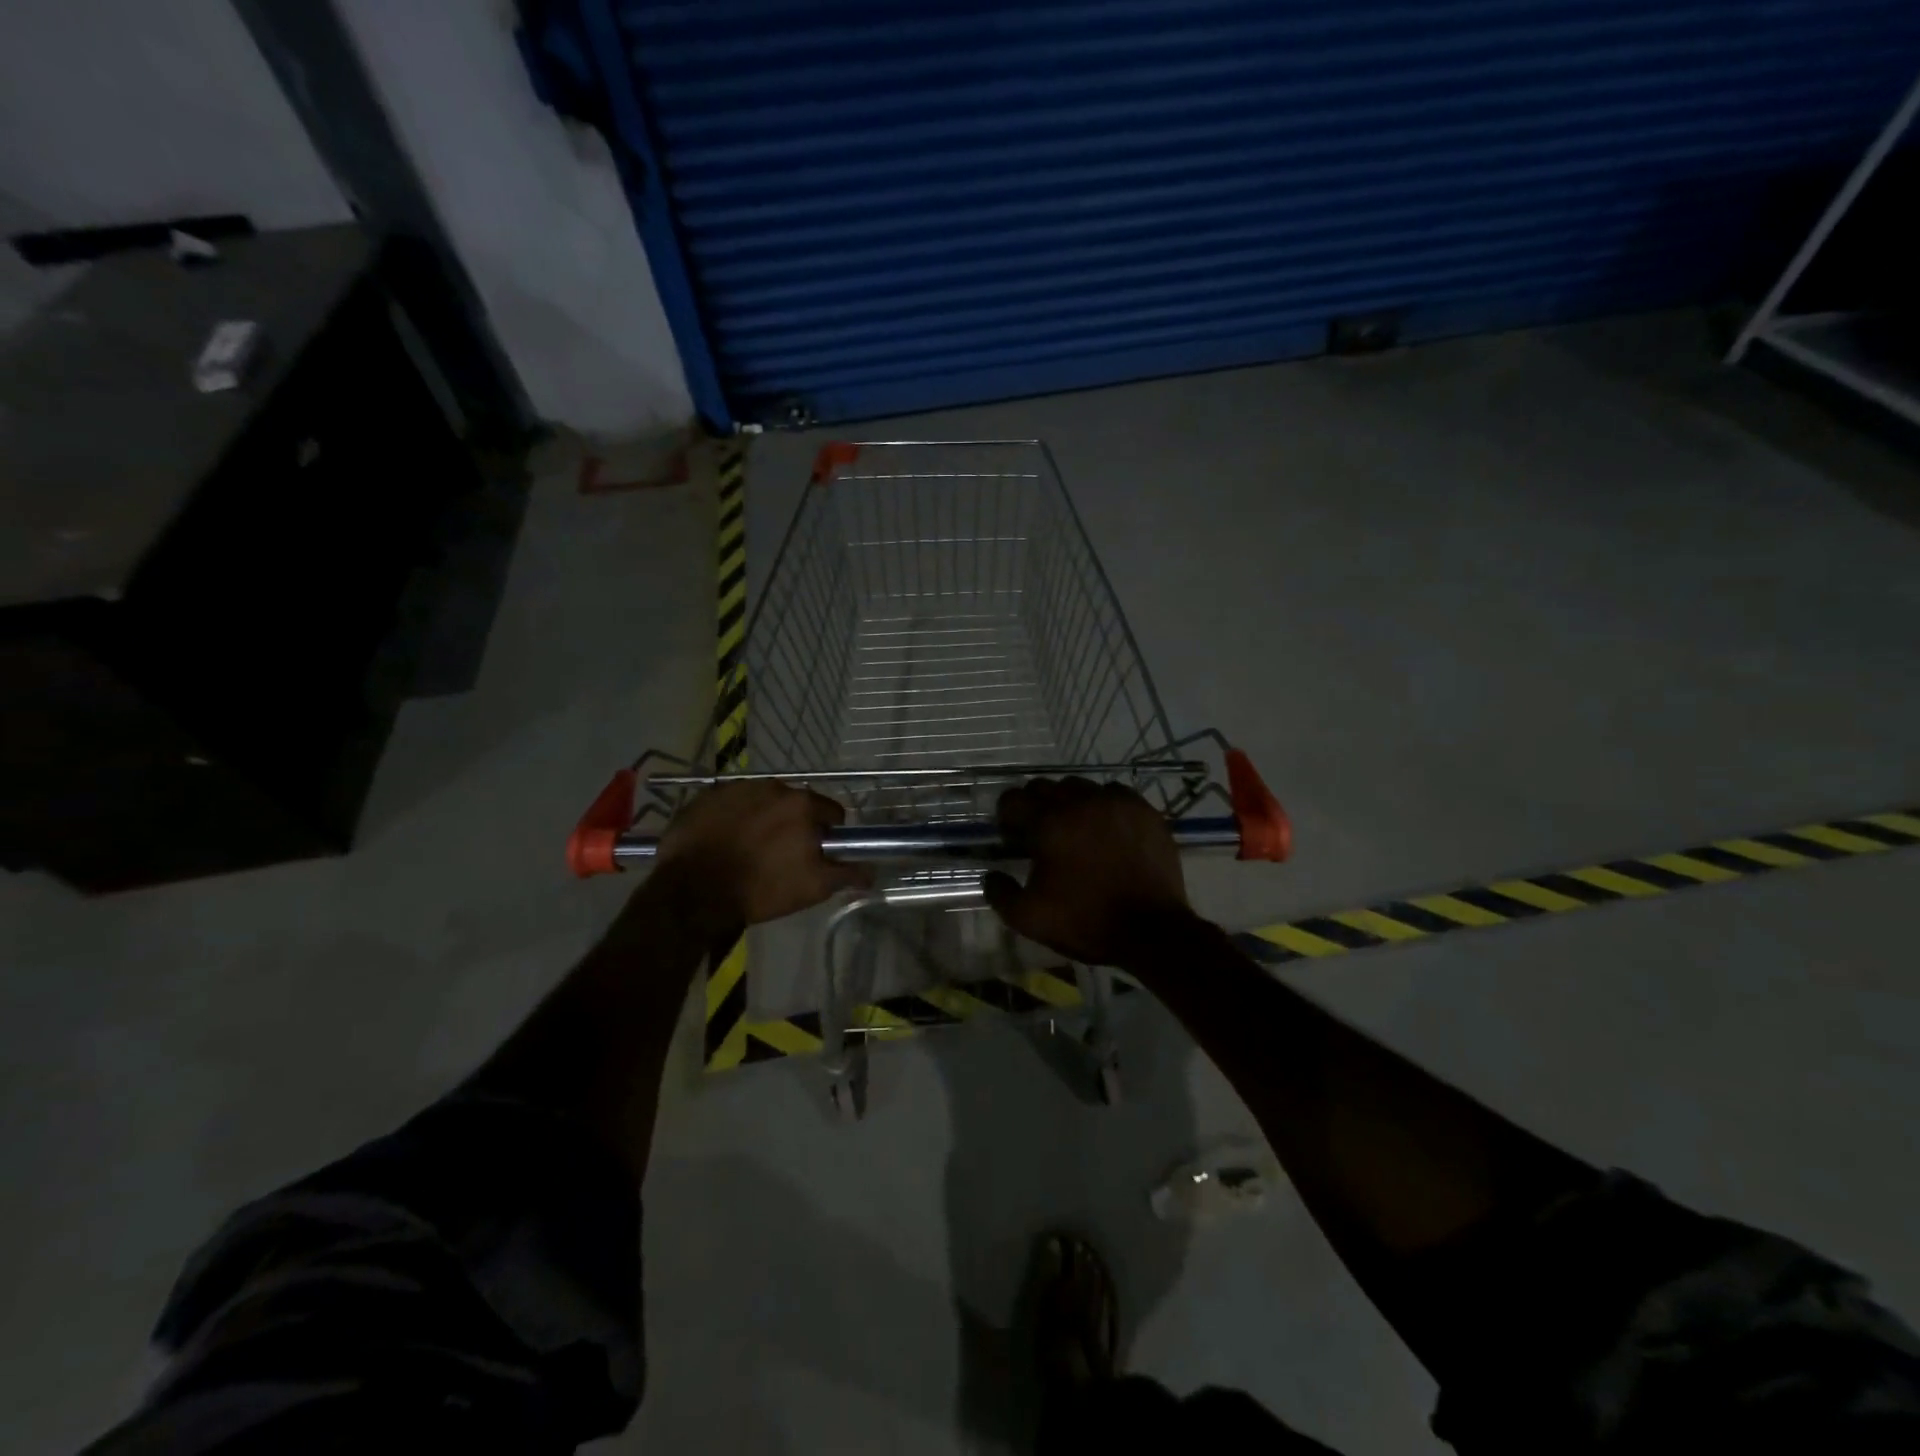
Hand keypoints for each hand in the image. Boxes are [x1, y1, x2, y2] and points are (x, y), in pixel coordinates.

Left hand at [653, 781, 872, 927]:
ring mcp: (738, 788)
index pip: (832, 813)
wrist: (692, 891)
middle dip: (795, 825)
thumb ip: (847, 874)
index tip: (815, 855)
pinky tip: (726, 840)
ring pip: (764, 802)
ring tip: (750, 848)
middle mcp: (774, 786)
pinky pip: (733, 803)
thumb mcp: (812, 888)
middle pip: (797, 805)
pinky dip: (735, 817)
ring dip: (765, 819)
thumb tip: (872, 871)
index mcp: (803, 805)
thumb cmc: (760, 889)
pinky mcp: (708, 795)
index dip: (827, 836)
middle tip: (782, 855)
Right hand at [982, 778, 1194, 966]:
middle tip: (1041, 834)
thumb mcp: (1029, 918)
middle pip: (1045, 787)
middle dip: (1036, 806)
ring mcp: (1115, 803)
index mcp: (1048, 823)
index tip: (1012, 837)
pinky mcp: (1143, 811)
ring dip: (1070, 803)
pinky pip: (1114, 793)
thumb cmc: (1086, 921)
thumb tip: (992, 874)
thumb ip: (1000, 893)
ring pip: (1081, 787)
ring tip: (1076, 830)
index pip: (1013, 799)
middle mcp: (1080, 802)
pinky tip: (1107, 829)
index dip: (1007, 817)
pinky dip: (1104, 805)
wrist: (1152, 930)